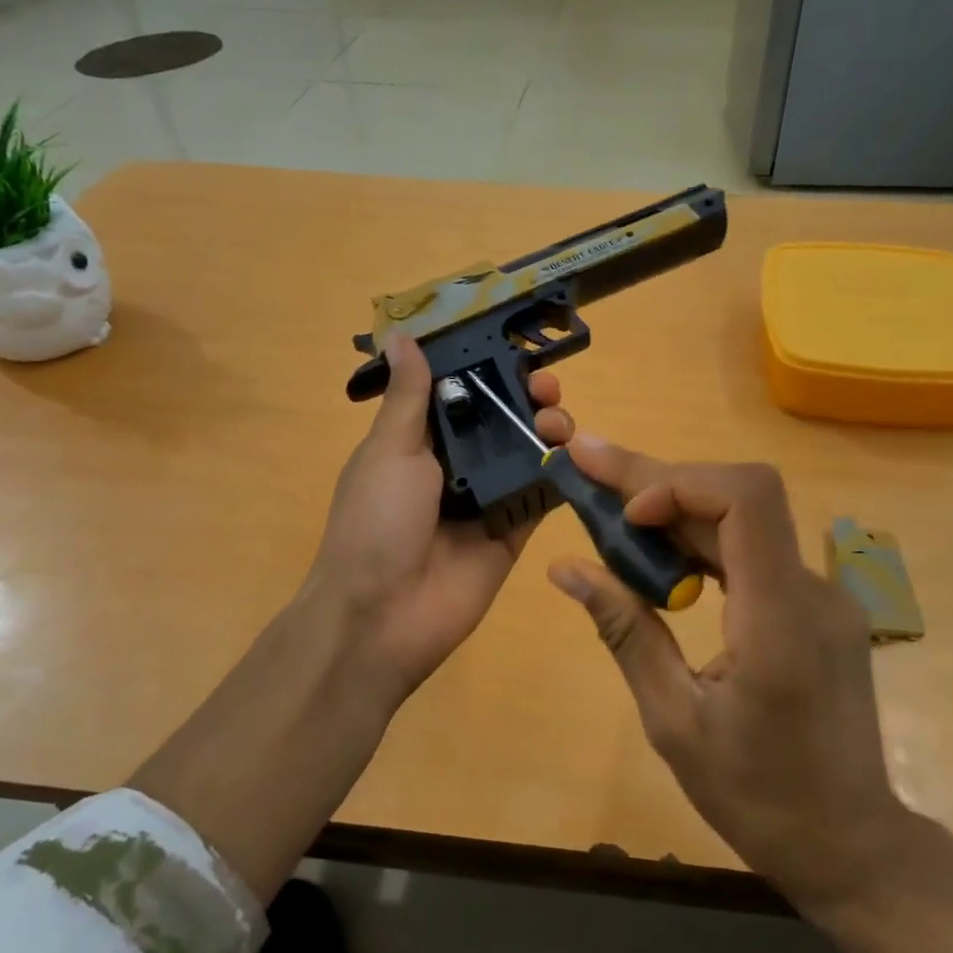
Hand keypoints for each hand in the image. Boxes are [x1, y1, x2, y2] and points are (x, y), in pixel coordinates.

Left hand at [307, 334, 571, 707]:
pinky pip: (541, 496)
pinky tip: (576, 454)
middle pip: (500, 420)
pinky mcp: (513, 532)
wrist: (382, 615)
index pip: (459, 393)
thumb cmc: (376, 522)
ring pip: (525, 454)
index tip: (515, 352)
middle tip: (546, 389)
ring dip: (547, 429)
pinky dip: (561, 474)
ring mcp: (486, 500)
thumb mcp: (389, 451)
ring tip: (558, 420)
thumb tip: (401, 336)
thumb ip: (409, 397)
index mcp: (418, 441)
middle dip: (526, 398)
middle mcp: (455, 465)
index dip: (487, 369)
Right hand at [546, 439, 911, 917]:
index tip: (627, 514)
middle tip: (589, 465)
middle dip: (658, 481)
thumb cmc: (757, 798)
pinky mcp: (817, 605)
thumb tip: (566, 568)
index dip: (681, 483)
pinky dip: (702, 540)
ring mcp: (822, 594)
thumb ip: (626, 632)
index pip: (748, 500)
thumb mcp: (673, 721)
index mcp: (779, 620)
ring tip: (610, 507)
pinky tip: (660, 553)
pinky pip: (755, 550)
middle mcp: (812, 590)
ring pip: (745, 518)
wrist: (851, 843)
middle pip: (739, 497)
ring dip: (676, 507)